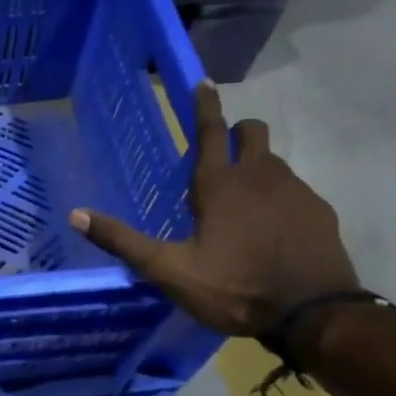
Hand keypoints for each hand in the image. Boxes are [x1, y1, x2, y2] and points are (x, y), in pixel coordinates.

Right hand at [70, 83, 357, 337]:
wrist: (314, 313)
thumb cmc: (234, 287)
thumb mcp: (168, 269)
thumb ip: (123, 241)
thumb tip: (76, 215)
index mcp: (220, 185)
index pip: (210, 132)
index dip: (204, 106)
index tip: (202, 82)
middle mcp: (261, 177)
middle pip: (252, 133)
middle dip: (237, 132)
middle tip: (221, 151)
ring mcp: (296, 192)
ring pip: (274, 162)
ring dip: (256, 166)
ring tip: (241, 198)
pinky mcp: (319, 213)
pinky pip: (295, 190)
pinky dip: (279, 196)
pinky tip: (271, 227)